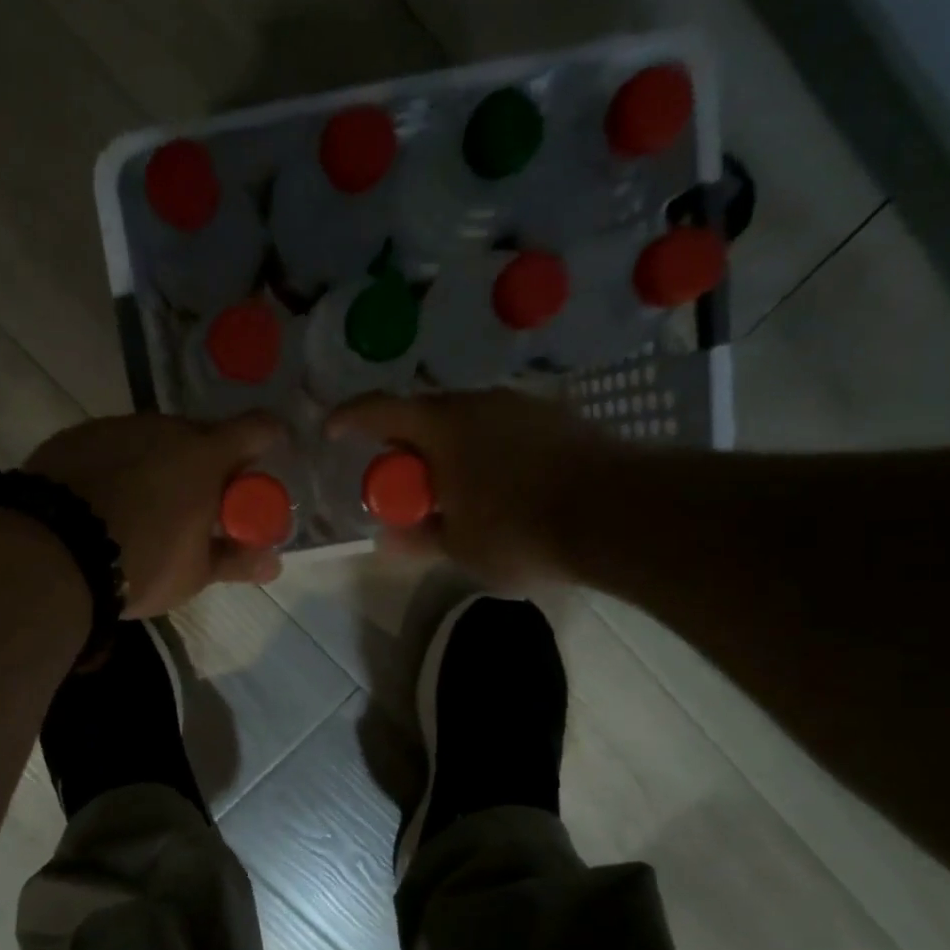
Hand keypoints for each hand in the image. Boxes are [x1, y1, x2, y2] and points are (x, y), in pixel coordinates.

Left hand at [26, 411, 286, 616]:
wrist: (51, 554)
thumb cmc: (141, 563)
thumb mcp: (194, 573)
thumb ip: (237, 561)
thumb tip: (273, 564)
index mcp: (205, 456)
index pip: (256, 429)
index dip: (268, 443)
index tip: (261, 467)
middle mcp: (164, 428)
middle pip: (201, 436)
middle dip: (209, 464)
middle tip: (200, 505)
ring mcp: (117, 427)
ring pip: (154, 439)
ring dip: (162, 464)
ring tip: (147, 507)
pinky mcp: (77, 436)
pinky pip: (114, 446)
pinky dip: (121, 466)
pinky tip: (106, 501)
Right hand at [328, 389, 600, 588]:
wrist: (617, 514)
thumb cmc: (520, 531)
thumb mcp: (460, 547)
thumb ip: (419, 539)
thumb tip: (387, 540)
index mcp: (442, 426)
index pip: (380, 410)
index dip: (349, 418)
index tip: (331, 430)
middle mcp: (479, 402)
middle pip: (425, 414)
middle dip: (406, 446)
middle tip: (403, 482)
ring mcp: (522, 405)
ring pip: (468, 421)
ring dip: (450, 449)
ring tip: (454, 490)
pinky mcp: (558, 417)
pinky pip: (504, 429)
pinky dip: (487, 451)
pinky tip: (500, 486)